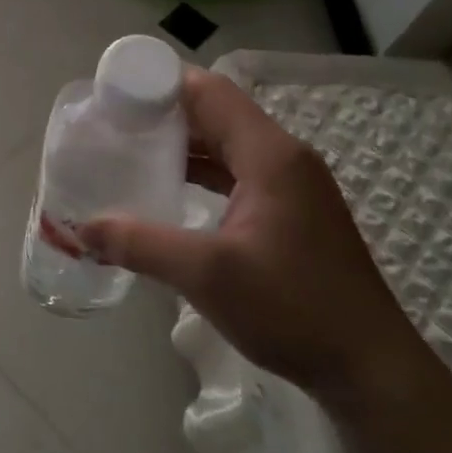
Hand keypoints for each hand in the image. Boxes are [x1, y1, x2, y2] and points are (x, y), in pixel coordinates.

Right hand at [79, 67, 432, 412]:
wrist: (369, 367)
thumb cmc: (293, 308)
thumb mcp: (207, 274)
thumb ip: (141, 243)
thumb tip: (82, 228)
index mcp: (270, 154)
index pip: (210, 93)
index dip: (161, 85)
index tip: (114, 94)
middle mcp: (284, 157)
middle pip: (217, 113)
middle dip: (165, 113)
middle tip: (113, 123)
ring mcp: (292, 185)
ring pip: (227, 144)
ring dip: (183, 144)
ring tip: (131, 150)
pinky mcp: (292, 211)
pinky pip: (238, 172)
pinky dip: (203, 172)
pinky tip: (170, 188)